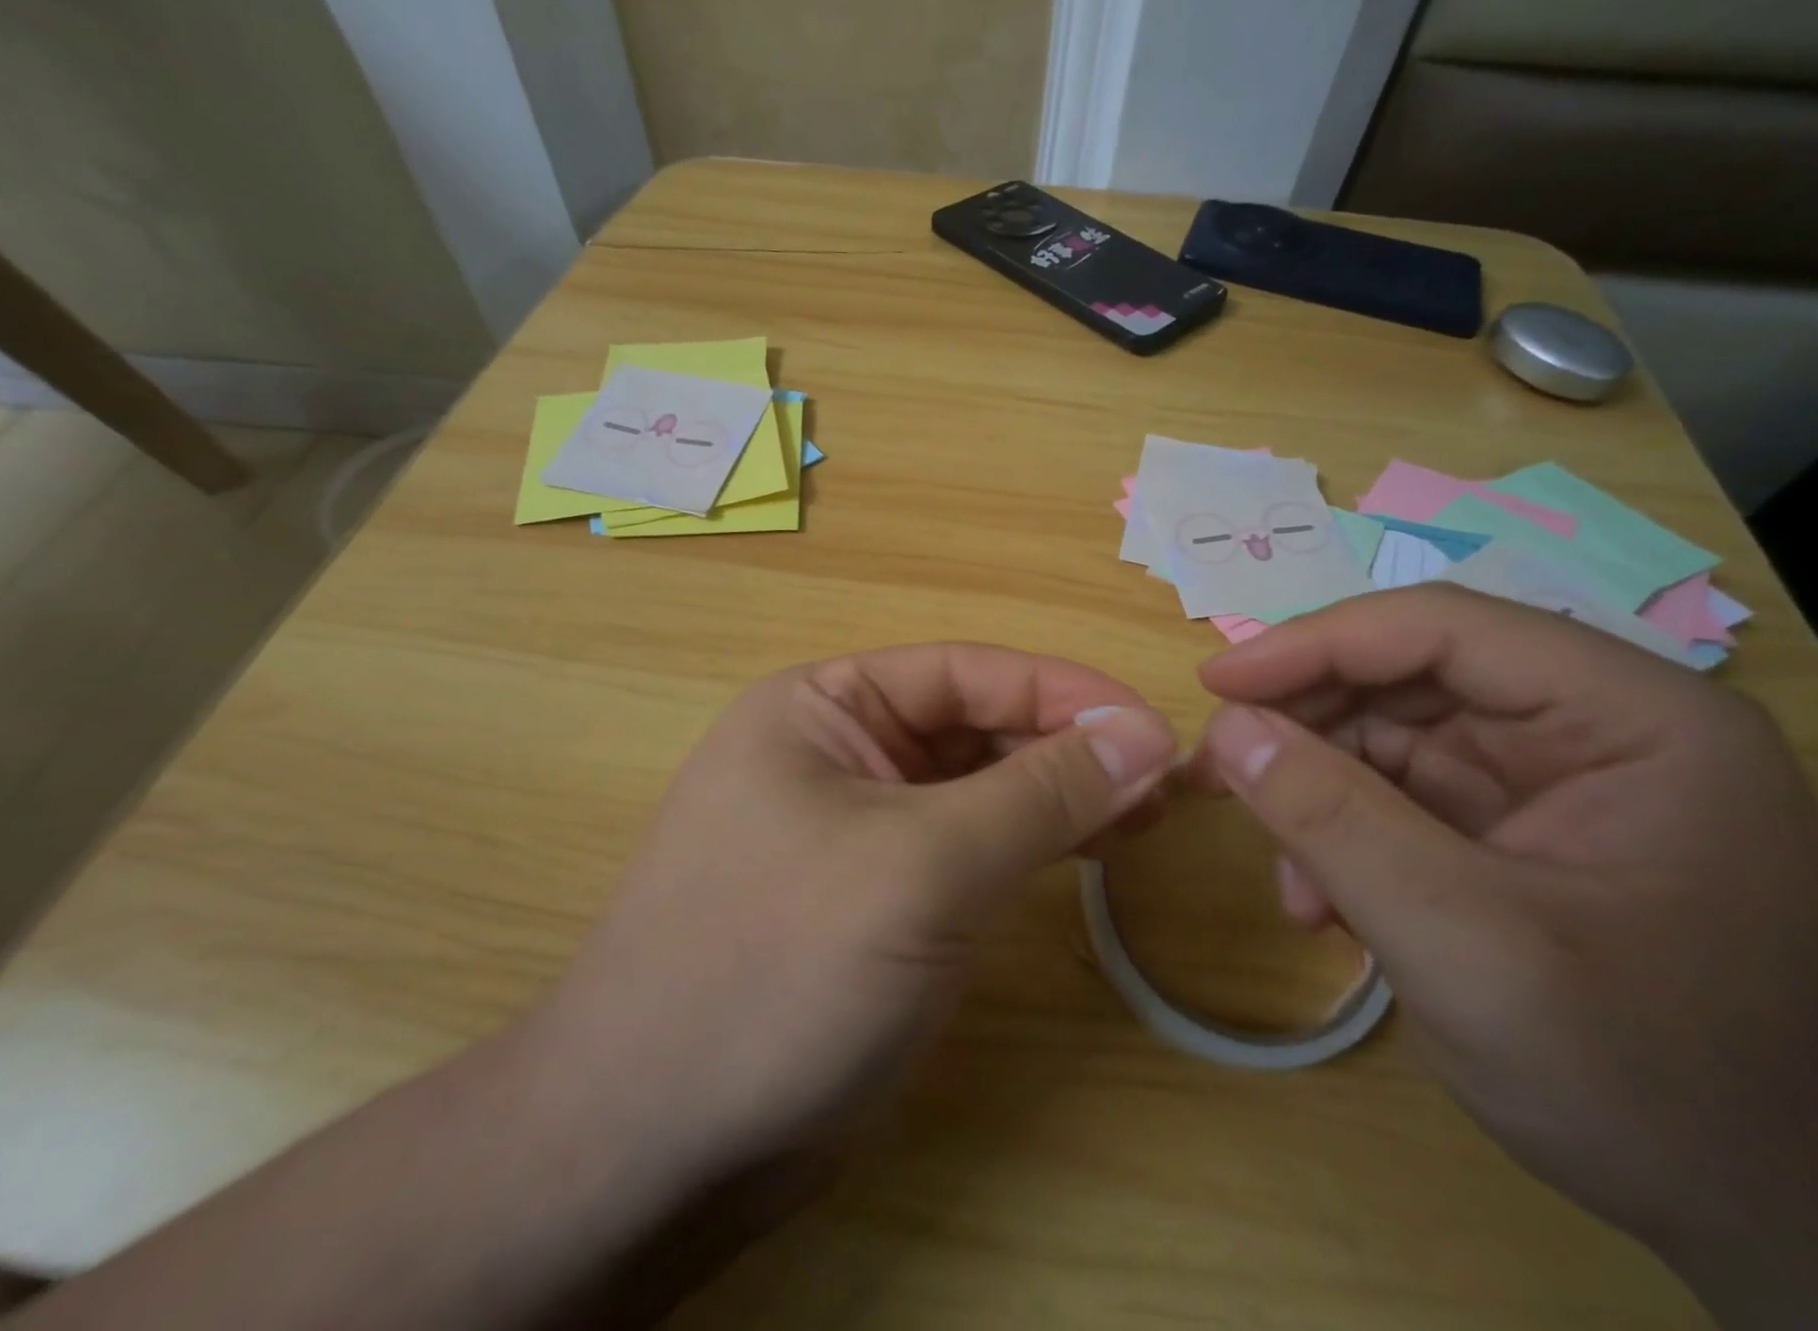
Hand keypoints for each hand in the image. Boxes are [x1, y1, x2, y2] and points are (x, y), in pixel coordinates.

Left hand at [532, 643, 1175, 1190]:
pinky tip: (1089, 846)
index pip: (966, 672)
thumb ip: (1039, 793)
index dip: (1066, 692)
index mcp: (823, 706)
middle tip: (1166, 779)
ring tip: (1146, 810)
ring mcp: (857, 823)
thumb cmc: (777, 969)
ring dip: (1059, 791)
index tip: (1157, 728)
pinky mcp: (876, 892)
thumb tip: (1146, 732)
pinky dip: (1030, 839)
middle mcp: (838, 749)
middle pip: (976, 724)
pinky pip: (968, 842)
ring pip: (978, 784)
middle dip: (1069, 745)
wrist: (651, 1145)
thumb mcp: (921, 866)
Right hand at [1191, 585, 1817, 1330]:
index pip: (1441, 630)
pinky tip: (1324, 905)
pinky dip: (1344, 838)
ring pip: (1389, 739)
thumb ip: (1334, 822)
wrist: (1771, 1229)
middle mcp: (1594, 727)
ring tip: (1285, 873)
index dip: (1313, 644)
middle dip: (1305, 727)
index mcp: (1633, 717)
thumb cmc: (1647, 1083)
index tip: (1214, 686)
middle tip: (1215, 772)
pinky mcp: (1517, 830)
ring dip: (1317, 795)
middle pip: (1407, 679)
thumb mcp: (1466, 946)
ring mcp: (1554, 780)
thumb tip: (1224, 729)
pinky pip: (1399, 798)